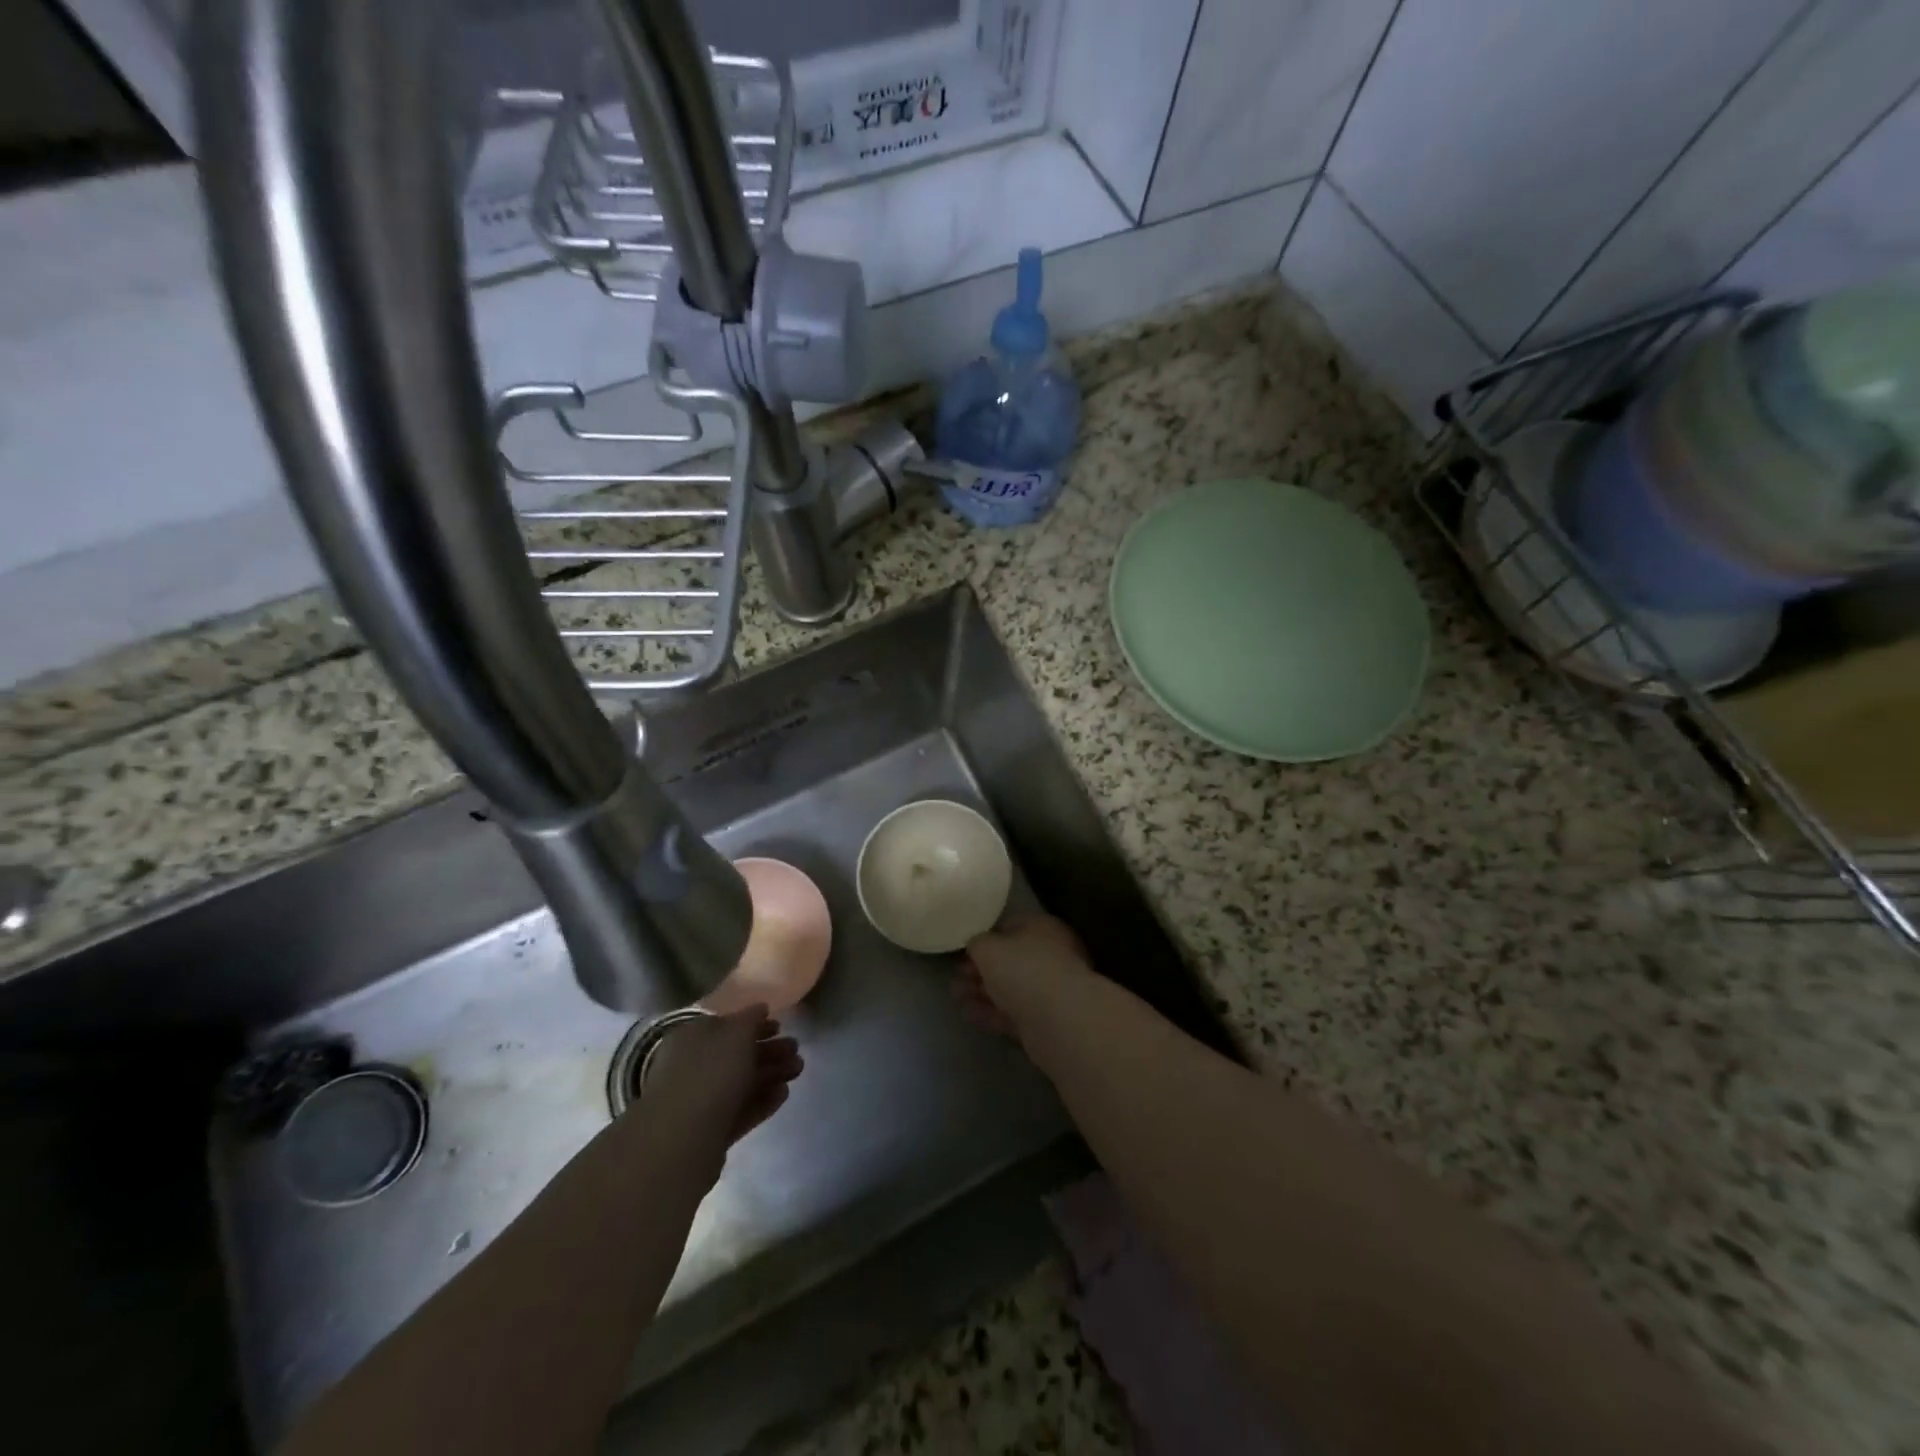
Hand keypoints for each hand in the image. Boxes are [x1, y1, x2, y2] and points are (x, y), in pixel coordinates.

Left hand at [639, 1006, 802, 1157]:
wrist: (682, 1139)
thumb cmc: (710, 1072)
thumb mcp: (736, 1033)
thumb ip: (751, 1018)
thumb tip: (760, 1008)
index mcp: (692, 1038)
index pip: (725, 1025)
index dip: (754, 1023)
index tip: (780, 1025)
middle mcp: (692, 1066)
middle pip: (736, 1055)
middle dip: (769, 1050)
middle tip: (796, 1049)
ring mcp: (700, 1101)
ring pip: (741, 1083)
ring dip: (771, 1074)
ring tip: (798, 1070)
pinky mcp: (710, 1132)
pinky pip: (740, 1110)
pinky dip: (762, 1100)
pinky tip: (783, 1094)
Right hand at [958, 914, 1091, 1040]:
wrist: (1060, 1019)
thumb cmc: (1023, 969)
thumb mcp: (988, 947)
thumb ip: (977, 943)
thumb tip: (976, 946)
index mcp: (1042, 928)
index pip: (1009, 927)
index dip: (984, 938)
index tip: (962, 951)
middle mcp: (1050, 955)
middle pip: (1009, 960)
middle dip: (980, 969)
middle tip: (956, 977)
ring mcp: (1049, 990)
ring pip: (1009, 988)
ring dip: (982, 992)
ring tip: (956, 996)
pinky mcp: (1045, 1020)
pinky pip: (1012, 1012)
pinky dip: (991, 1012)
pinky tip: (968, 1014)